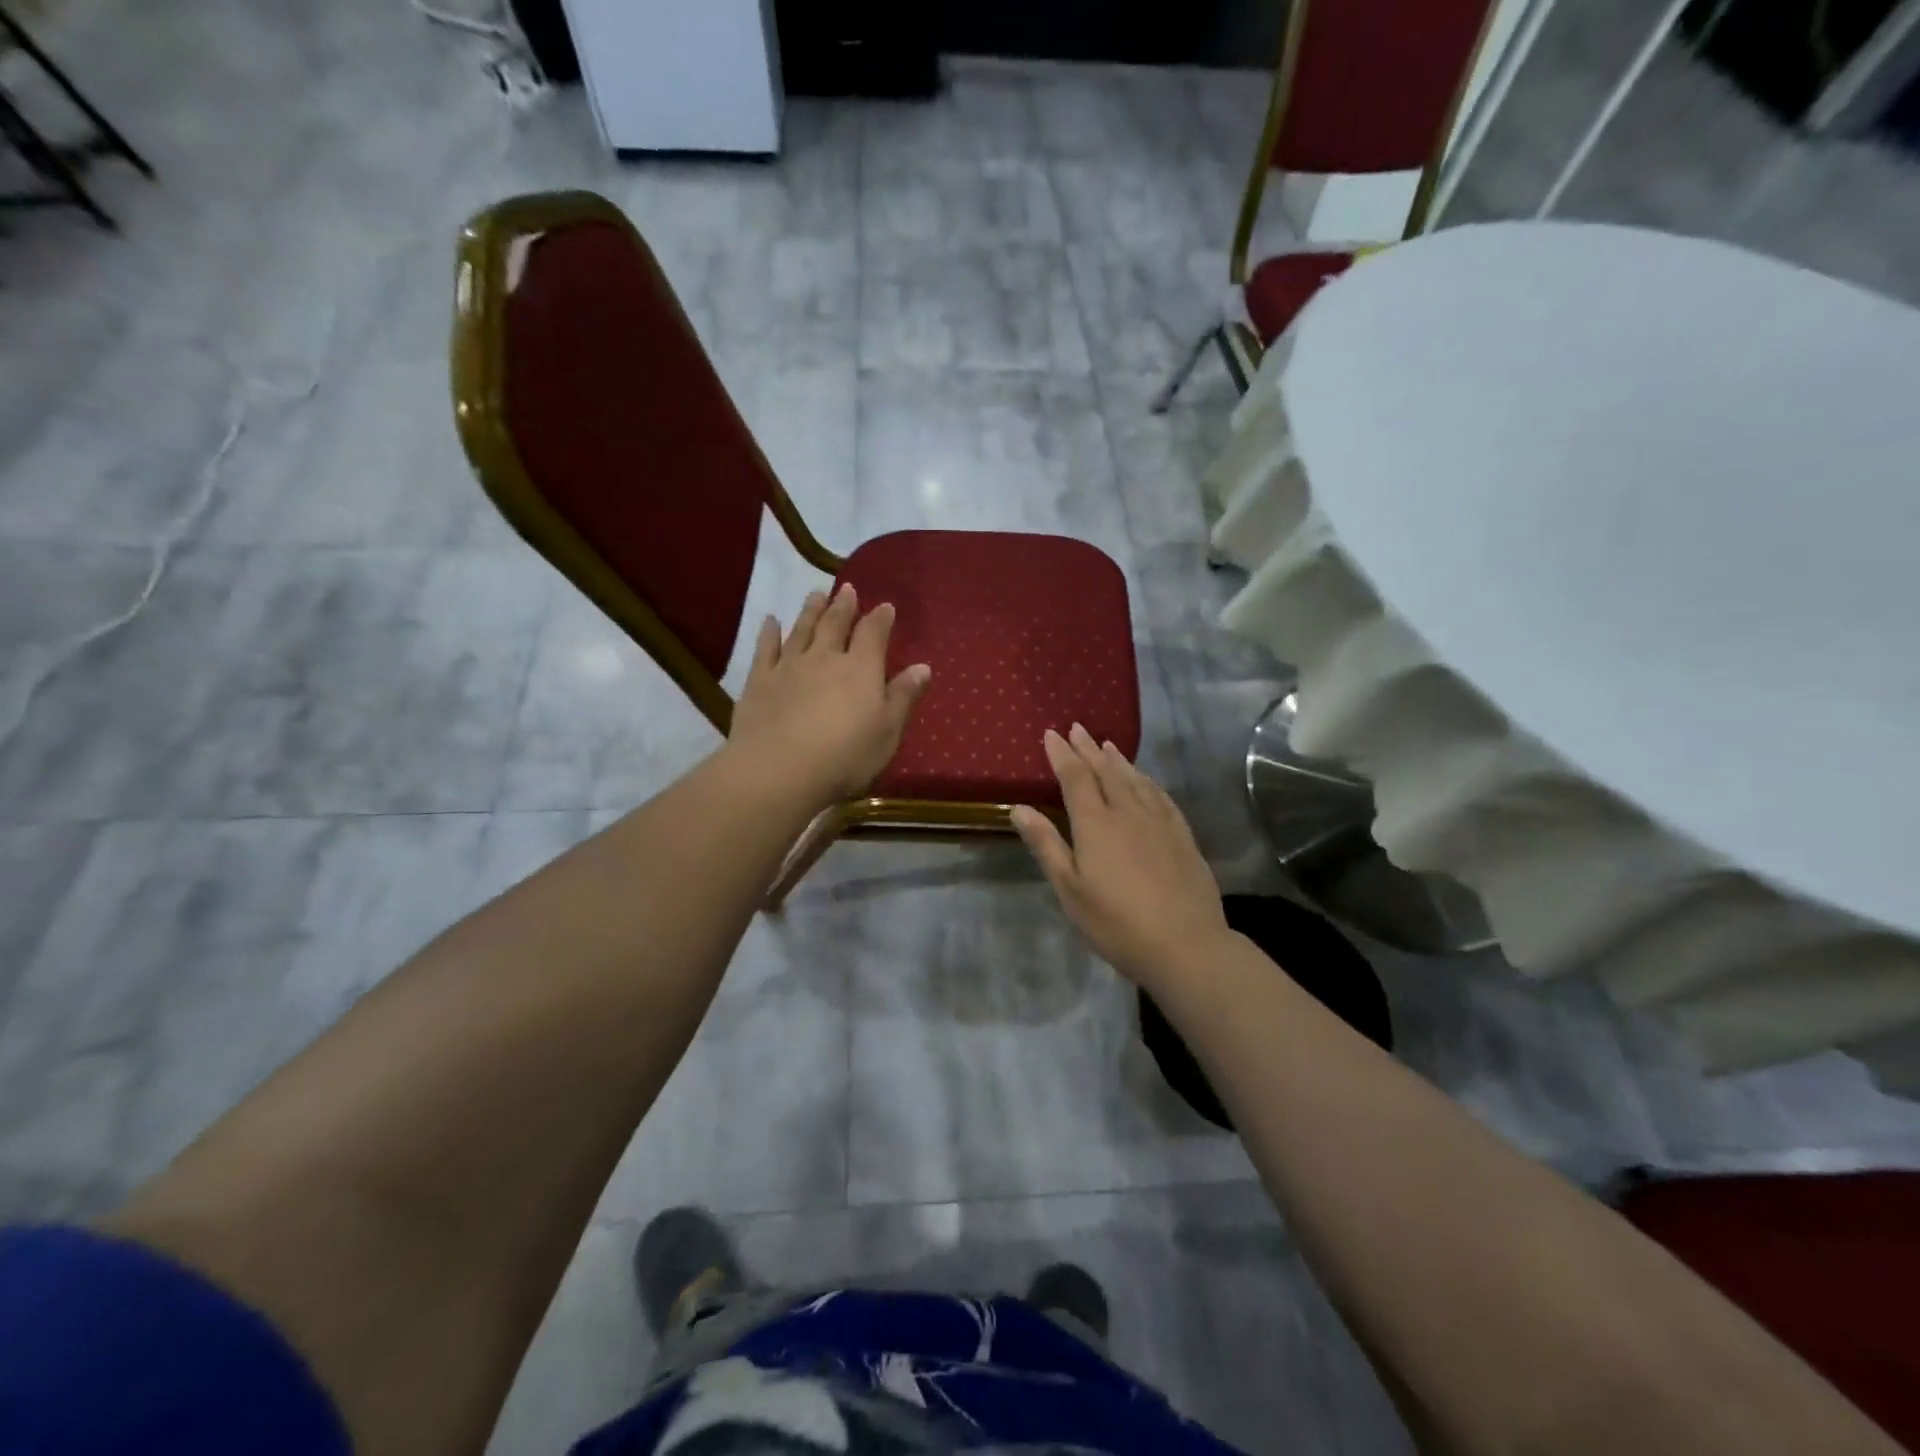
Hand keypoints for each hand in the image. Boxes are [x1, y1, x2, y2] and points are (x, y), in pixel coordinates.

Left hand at [728, 583, 931, 806]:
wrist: (778, 770)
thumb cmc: (845, 757)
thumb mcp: (887, 732)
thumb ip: (903, 697)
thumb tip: (923, 667)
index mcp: (861, 669)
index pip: (873, 634)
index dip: (880, 618)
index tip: (885, 606)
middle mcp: (825, 658)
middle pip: (835, 624)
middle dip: (843, 606)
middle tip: (846, 589)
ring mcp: (788, 666)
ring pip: (802, 630)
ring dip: (810, 610)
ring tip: (815, 594)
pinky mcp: (759, 681)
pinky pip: (765, 648)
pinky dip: (769, 632)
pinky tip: (770, 621)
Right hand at [1011, 725, 1231, 991]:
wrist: (1185, 944)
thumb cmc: (1115, 921)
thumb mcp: (1069, 888)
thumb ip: (1046, 844)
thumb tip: (1019, 807)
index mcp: (1095, 822)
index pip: (1075, 777)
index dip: (1062, 754)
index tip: (1052, 734)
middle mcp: (1127, 811)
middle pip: (1105, 771)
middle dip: (1089, 749)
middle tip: (1078, 728)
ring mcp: (1159, 821)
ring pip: (1135, 779)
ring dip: (1118, 760)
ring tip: (1107, 745)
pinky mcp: (1182, 834)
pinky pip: (1160, 795)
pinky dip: (1147, 780)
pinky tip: (1145, 780)